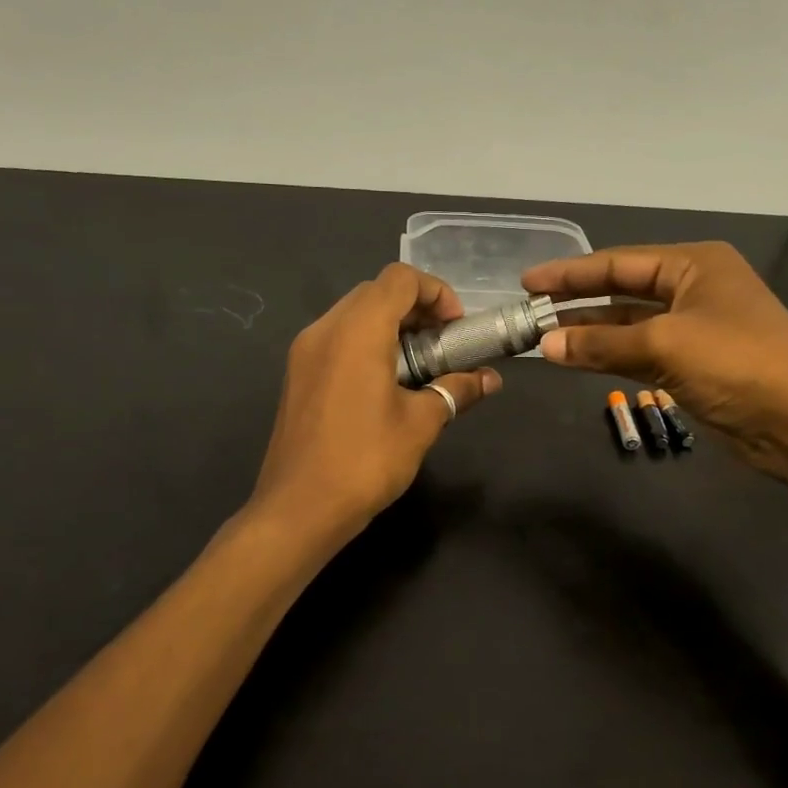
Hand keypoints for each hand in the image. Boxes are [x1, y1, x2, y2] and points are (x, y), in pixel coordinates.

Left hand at [251, 263, 500, 543]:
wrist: (299, 508)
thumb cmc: (365, 461)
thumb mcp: (421, 424)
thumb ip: (456, 390)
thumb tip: (490, 379)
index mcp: (357, 330)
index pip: (400, 279)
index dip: (436, 292)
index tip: (455, 328)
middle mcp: (325, 329)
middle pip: (375, 292)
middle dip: (415, 308)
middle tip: (442, 344)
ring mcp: (304, 351)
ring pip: (353, 314)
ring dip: (390, 325)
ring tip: (418, 365)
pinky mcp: (297, 374)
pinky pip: (336, 338)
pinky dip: (366, 343)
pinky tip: (385, 383)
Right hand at [521, 242, 787, 482]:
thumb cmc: (737, 364)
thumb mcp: (664, 346)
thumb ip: (601, 344)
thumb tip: (545, 345)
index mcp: (694, 265)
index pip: (618, 263)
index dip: (570, 273)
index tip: (528, 282)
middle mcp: (693, 289)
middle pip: (622, 290)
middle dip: (577, 301)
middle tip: (530, 310)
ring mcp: (694, 329)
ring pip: (628, 325)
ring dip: (590, 332)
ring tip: (543, 337)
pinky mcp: (692, 365)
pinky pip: (639, 353)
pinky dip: (609, 356)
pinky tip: (575, 359)